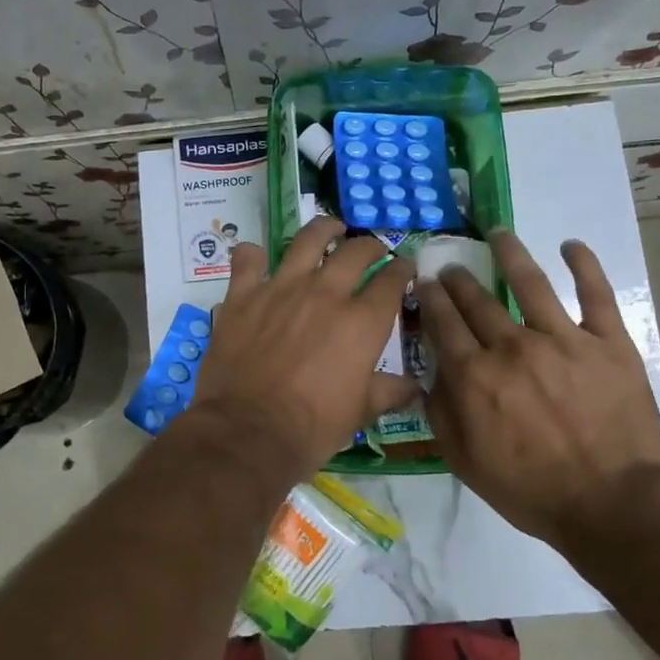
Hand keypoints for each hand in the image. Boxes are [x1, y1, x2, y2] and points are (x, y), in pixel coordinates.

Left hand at [187, 218, 417, 484]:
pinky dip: (253, 254)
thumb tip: (415, 386)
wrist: (248, 431)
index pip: (392, 282)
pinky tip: (257, 256)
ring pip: (307, 239)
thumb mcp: (359, 412)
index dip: (403, 270)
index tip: (405, 267)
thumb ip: (388, 391)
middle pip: (355, 251)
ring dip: (323, 229)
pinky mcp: (244, 294)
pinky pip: (248, 259)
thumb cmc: (311, 427)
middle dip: (370, 246)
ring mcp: (281, 288)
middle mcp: (326, 293)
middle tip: (371, 250)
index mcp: (362, 322)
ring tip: (330, 228)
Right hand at [416, 232, 659, 544]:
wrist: (611, 504)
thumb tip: (429, 376)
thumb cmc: (531, 489)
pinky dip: (584, 265)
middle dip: (458, 279)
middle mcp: (512, 347)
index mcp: (475, 375)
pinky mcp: (608, 343)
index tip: (424, 283)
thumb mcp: (465, 462)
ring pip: (529, 283)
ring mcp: (563, 339)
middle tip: (451, 267)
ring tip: (498, 234)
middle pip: (476, 300)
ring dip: (509, 253)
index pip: (443, 323)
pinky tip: (571, 245)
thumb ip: (441, 414)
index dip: (430, 298)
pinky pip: (595, 295)